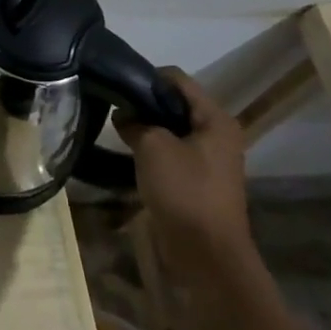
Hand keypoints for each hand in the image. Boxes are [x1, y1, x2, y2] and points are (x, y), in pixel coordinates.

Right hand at [114, 68, 253, 280]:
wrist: (206, 253)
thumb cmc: (184, 191)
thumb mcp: (153, 147)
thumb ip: (135, 122)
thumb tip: (123, 114)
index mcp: (216, 119)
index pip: (178, 80)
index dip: (147, 77)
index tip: (116, 82)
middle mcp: (217, 134)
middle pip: (176, 103)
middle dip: (145, 102)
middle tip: (113, 104)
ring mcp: (209, 159)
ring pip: (172, 129)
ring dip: (147, 126)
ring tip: (116, 126)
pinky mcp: (197, 180)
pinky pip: (172, 152)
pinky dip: (152, 148)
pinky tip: (129, 151)